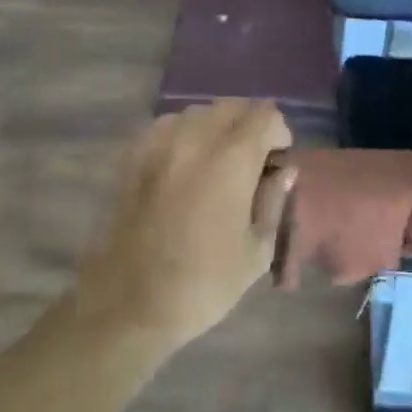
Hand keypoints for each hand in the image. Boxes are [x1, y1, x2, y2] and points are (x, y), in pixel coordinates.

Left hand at [75, 102, 293, 350]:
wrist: (127, 306)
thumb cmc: (202, 285)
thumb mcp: (256, 252)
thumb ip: (273, 201)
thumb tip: (284, 170)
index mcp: (230, 159)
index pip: (265, 115)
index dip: (278, 134)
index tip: (276, 162)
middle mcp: (194, 138)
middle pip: (232, 106)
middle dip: (249, 125)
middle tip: (251, 161)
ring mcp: (158, 142)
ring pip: (198, 112)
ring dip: (216, 128)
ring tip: (216, 163)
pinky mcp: (132, 154)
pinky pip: (167, 125)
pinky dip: (184, 135)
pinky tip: (184, 167)